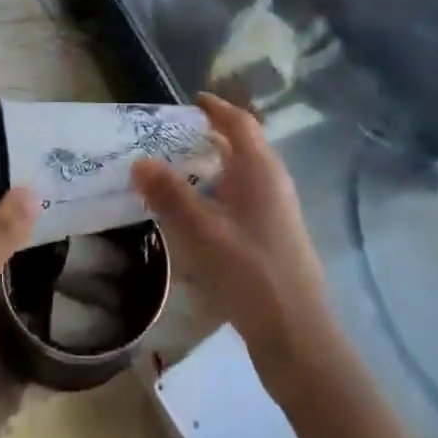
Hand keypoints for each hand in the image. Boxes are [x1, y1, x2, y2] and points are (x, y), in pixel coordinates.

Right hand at [133, 93, 333, 392]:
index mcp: (260, 169)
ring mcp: (278, 213)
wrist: (298, 337)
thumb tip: (140, 160)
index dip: (216, 108)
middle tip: (174, 137)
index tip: (192, 100)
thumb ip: (169, 194)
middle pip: (243, 147)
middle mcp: (273, 183)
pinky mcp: (275, 240)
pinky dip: (220, 196)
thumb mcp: (200, 231)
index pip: (239, 122)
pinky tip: (198, 218)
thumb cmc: (248, 272)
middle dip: (211, 138)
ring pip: (243, 177)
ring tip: (179, 174)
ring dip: (214, 169)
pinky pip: (244, 202)